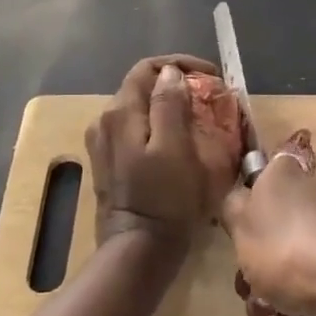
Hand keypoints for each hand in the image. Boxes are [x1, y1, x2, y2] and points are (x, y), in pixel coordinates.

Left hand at [85, 54, 218, 250]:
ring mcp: (103, 143)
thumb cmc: (164, 198)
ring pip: (139, 108)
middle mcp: (104, 120)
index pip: (148, 68)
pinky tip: (178, 140)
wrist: (138, 250)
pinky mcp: (109, 162)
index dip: (181, 64)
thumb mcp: (174, 147)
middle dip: (177, 85)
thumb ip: (169, 104)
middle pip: (142, 86)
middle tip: (210, 98)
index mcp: (120, 112)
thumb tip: (170, 73)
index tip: (212, 77)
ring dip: (169, 105)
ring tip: (199, 117)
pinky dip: (158, 125)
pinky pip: (135, 129)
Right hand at [221, 130, 315, 315]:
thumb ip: (233, 204)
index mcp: (288, 180)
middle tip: (248, 278)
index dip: (247, 196)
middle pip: (260, 239)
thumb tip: (243, 194)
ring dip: (262, 306)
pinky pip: (292, 309)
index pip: (263, 174)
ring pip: (271, 280)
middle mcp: (306, 211)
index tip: (237, 218)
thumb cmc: (287, 244)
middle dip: (248, 272)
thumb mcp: (242, 216)